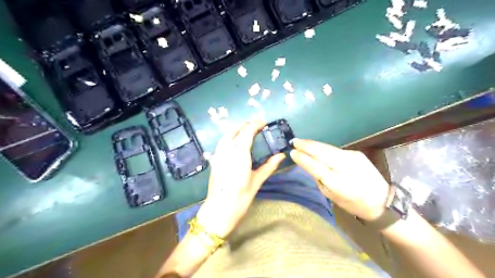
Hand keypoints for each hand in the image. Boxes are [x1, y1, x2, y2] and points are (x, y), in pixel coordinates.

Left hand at [196, 122, 283, 238]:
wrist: (219, 211)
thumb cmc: (240, 198)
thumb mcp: (256, 182)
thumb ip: (269, 166)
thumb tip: (281, 156)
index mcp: (239, 155)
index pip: (247, 133)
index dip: (255, 124)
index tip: (264, 122)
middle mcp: (226, 151)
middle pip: (234, 130)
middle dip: (246, 124)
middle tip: (257, 124)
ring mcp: (218, 155)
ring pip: (226, 135)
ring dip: (237, 128)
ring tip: (248, 129)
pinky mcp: (214, 160)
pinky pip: (222, 142)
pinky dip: (230, 136)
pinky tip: (236, 141)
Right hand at [291, 139, 389, 220]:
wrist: (382, 199)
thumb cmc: (353, 203)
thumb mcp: (332, 197)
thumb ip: (320, 180)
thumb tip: (309, 164)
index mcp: (340, 185)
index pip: (317, 168)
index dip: (304, 159)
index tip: (292, 152)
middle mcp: (347, 168)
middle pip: (323, 153)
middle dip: (307, 146)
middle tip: (294, 141)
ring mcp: (353, 158)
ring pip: (328, 148)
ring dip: (313, 144)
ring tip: (301, 141)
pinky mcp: (356, 153)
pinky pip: (335, 149)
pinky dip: (323, 147)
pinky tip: (316, 147)